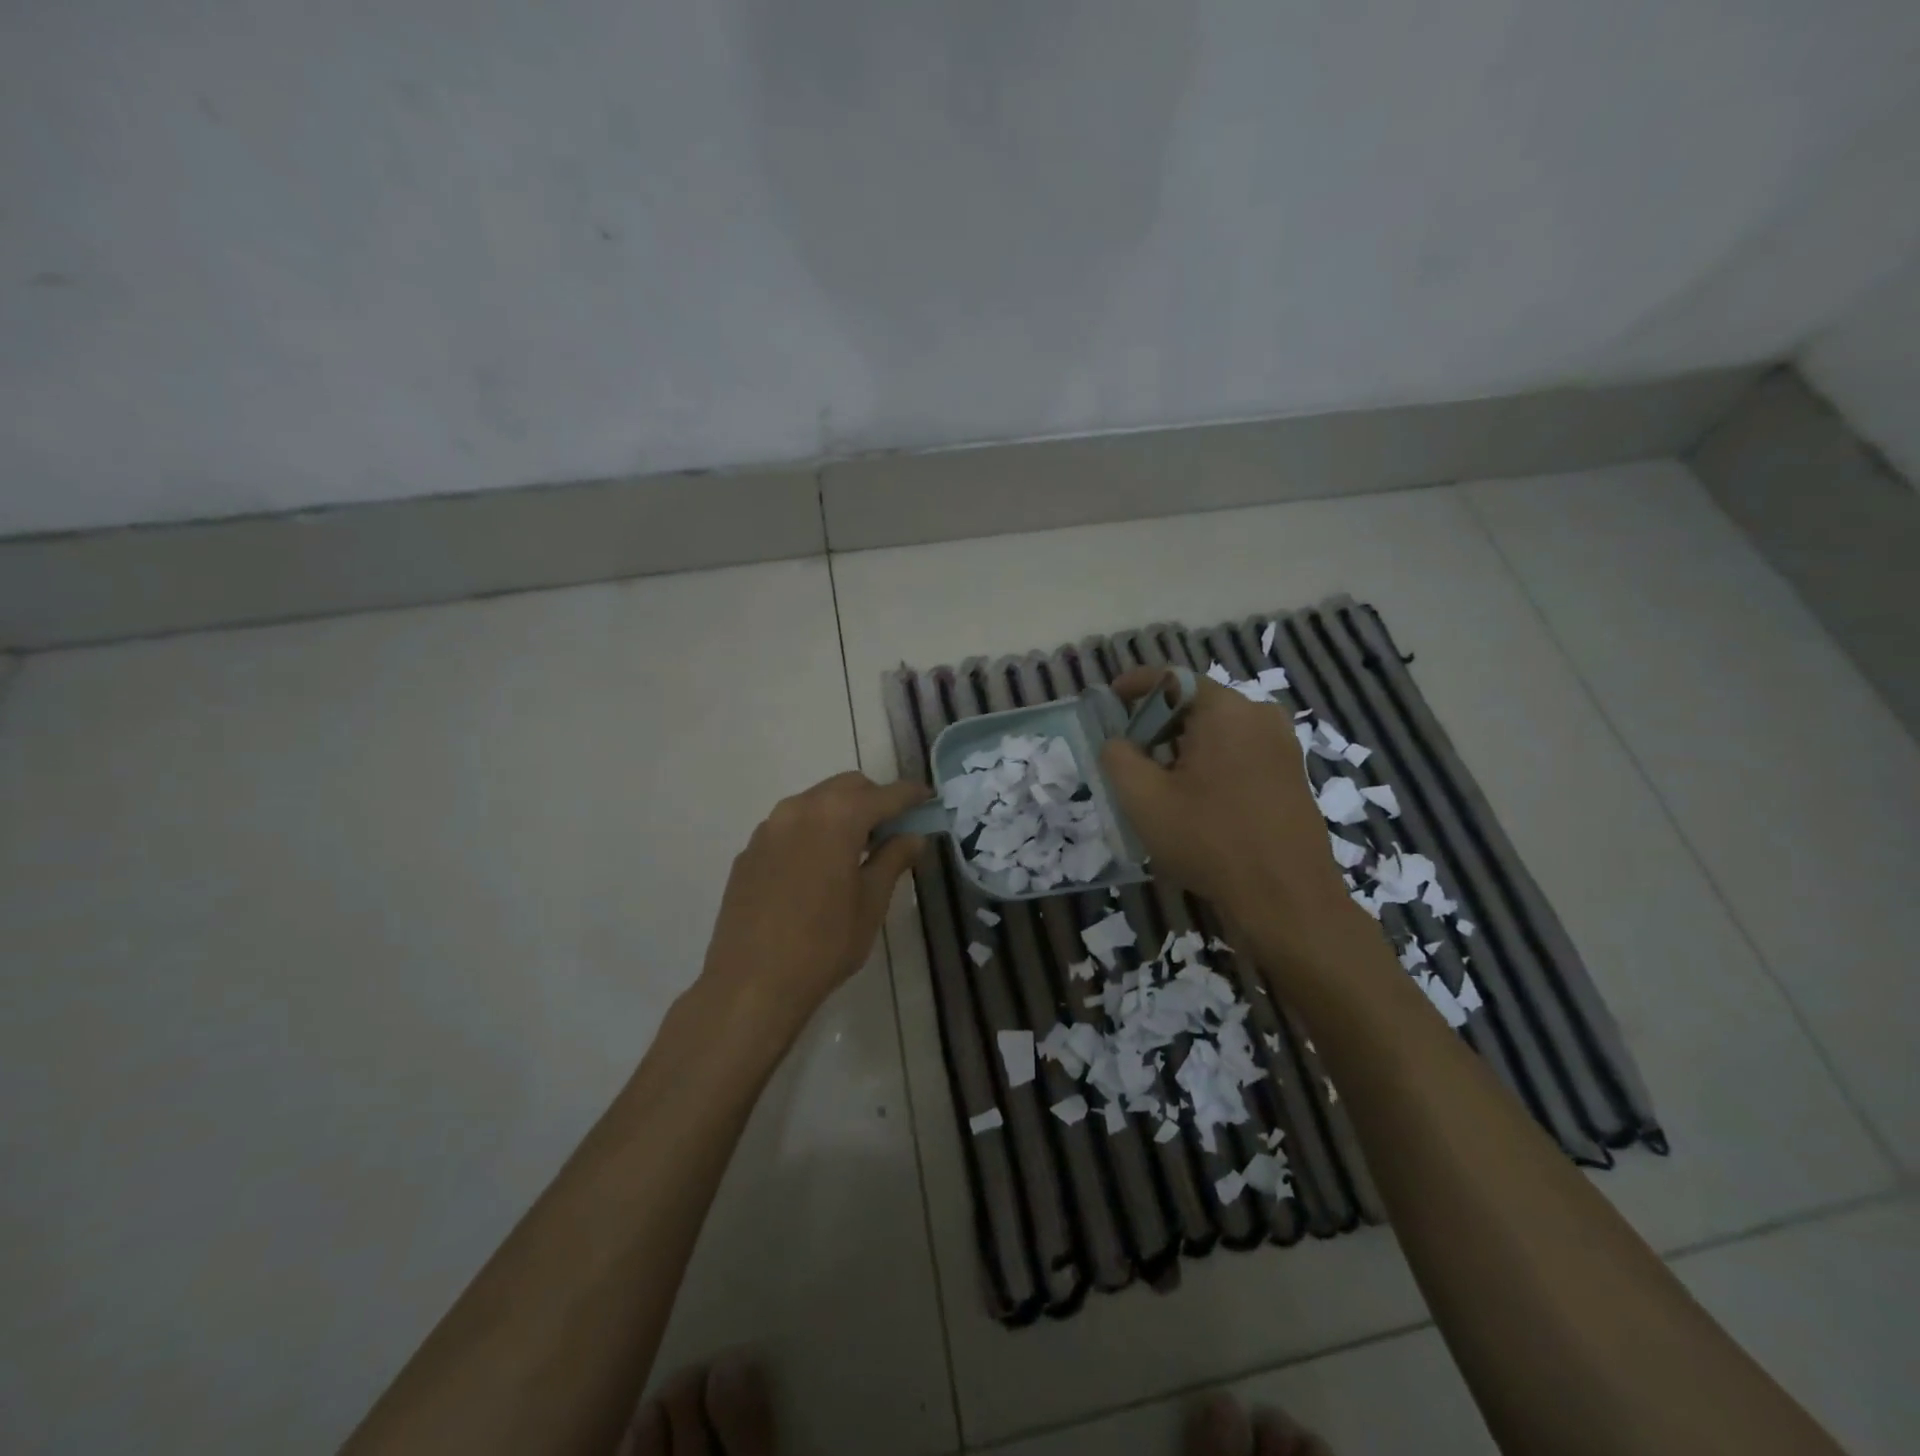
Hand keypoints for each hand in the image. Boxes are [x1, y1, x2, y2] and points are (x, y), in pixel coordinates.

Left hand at [700, 771, 927, 1033]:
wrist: (751, 984)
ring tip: (856, 850)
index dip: (911, 795)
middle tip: (893, 830)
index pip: (885, 794)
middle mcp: (799, 809)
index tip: (928, 798)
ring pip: (815, 803)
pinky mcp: (749, 851)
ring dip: (841, 814)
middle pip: (847, 787)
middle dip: (874, 800)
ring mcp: (769, 828)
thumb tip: (913, 836)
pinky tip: (818, 869)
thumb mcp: (871, 902)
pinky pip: (790, 827)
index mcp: (837, 817)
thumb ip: (894, 859)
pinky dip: (813, 832)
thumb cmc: (824, 944)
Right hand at [1100, 670, 1369, 972]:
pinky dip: (1211, 762)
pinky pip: (1240, 752)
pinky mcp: (1292, 774)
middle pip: (1196, 704)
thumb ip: (1118, 758)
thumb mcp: (1143, 799)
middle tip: (1130, 754)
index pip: (1171, 678)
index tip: (1110, 698)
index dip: (1135, 684)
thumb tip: (1117, 741)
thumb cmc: (1209, 841)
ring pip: (1219, 730)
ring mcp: (1282, 745)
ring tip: (1159, 782)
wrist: (1286, 899)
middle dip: (1158, 723)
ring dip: (1184, 746)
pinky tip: (1196, 800)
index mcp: (1226, 710)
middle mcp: (1260, 716)